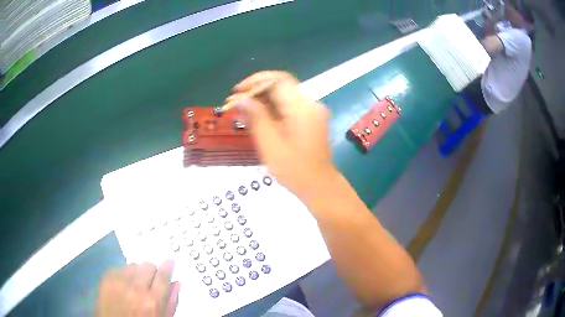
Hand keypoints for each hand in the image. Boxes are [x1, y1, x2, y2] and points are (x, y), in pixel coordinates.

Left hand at [96, 260, 179, 316]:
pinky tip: (124, 286)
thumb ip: (170, 302)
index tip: (171, 260)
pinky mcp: (106, 279)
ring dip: (137, 273)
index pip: (163, 276)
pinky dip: (124, 275)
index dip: (168, 266)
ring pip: (133, 265)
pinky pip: (119, 268)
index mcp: (153, 301)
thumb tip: (177, 283)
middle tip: (151, 281)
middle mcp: (135, 288)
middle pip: (148, 266)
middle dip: (152, 272)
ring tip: (136, 285)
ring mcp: (118, 282)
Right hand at [227, 71, 336, 200]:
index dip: (255, 81)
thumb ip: (255, 117)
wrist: (319, 185)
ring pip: (284, 95)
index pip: (278, 80)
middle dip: (256, 91)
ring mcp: (313, 111)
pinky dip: (272, 109)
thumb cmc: (294, 170)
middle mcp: (310, 103)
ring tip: (243, 112)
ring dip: (263, 100)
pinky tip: (258, 118)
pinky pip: (289, 106)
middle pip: (281, 86)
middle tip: (236, 104)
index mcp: (302, 108)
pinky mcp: (311, 118)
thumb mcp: (269, 144)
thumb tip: (239, 99)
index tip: (237, 92)